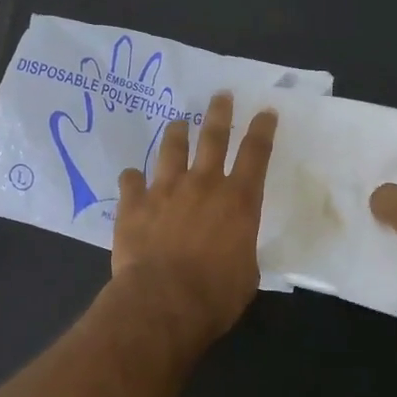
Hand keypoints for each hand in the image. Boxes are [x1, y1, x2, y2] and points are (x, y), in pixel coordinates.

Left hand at [112, 91, 277, 337]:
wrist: (163, 301)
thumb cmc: (216, 294)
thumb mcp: (247, 273)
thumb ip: (240, 248)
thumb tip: (233, 247)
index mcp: (238, 200)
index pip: (256, 154)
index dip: (262, 129)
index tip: (265, 111)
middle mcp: (203, 185)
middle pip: (213, 138)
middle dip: (219, 113)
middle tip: (220, 95)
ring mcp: (165, 190)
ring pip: (171, 149)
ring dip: (176, 134)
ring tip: (177, 123)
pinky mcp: (134, 204)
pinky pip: (130, 181)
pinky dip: (132, 178)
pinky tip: (130, 176)